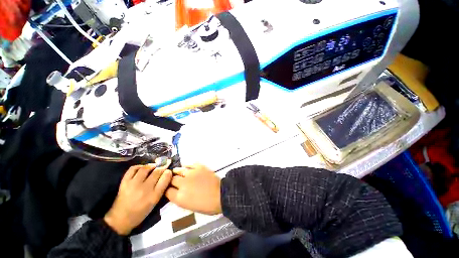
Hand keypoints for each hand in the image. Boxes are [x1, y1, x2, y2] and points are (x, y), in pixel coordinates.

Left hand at [104, 160, 171, 234]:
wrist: (121, 218)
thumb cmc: (141, 212)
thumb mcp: (155, 202)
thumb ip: (162, 188)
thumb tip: (166, 175)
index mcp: (154, 196)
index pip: (165, 178)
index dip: (168, 172)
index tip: (168, 171)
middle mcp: (145, 189)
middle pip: (157, 172)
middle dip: (162, 168)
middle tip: (162, 167)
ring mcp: (133, 184)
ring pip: (146, 168)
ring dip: (151, 166)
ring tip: (153, 167)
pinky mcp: (124, 182)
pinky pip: (133, 169)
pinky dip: (139, 166)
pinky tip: (142, 168)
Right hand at [166, 164, 221, 214]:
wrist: (221, 195)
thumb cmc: (207, 205)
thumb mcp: (190, 207)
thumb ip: (181, 198)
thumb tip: (177, 192)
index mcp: (179, 197)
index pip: (167, 191)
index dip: (167, 190)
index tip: (169, 189)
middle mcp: (183, 184)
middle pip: (171, 179)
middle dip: (171, 180)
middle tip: (174, 180)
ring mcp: (191, 173)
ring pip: (179, 170)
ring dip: (177, 171)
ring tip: (177, 171)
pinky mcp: (199, 167)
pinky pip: (190, 164)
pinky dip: (188, 166)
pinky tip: (188, 167)